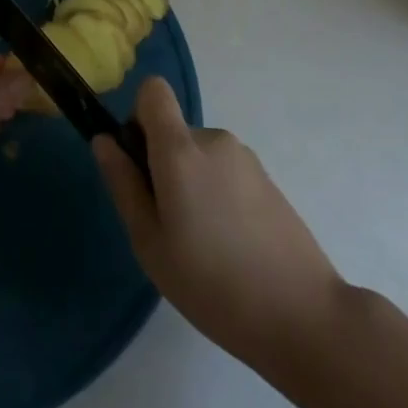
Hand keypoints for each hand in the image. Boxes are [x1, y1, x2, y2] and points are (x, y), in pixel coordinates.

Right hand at [95, 77, 345, 370]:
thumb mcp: (150, 242)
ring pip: (199, 156)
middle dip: (162, 166)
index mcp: (181, 149)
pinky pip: (225, 173)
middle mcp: (214, 140)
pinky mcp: (267, 180)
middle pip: (174, 132)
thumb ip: (124, 184)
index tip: (139, 164)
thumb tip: (104, 141)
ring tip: (203, 246)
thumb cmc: (212, 284)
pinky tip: (231, 247)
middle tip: (168, 228)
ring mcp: (245, 158)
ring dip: (191, 185)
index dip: (138, 117)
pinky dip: (217, 196)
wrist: (303, 316)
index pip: (153, 91)